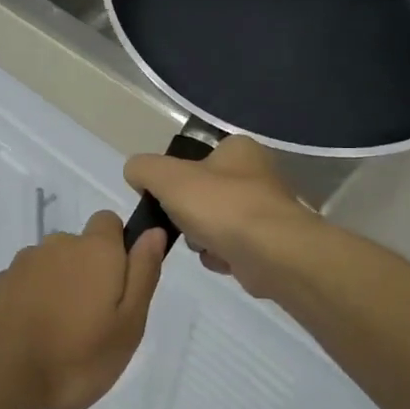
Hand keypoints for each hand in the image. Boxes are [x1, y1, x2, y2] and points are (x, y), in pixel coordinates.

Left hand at [0, 212, 166, 408]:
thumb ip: (143, 274)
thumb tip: (153, 232)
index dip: (116, 247)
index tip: (117, 285)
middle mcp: (57, 246)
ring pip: (49, 268)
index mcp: (94, 250)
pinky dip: (29, 303)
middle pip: (78, 247)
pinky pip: (23, 286)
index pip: (108, 222)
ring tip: (57, 336)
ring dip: (56, 289)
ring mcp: (21, 264)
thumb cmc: (75, 355)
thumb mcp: (128, 324)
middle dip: (86, 274)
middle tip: (90, 322)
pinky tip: (28, 338)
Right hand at [124, 137, 311, 297]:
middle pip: (203, 193)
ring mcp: (266, 210)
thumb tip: (136, 173)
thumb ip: (143, 169)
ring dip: (201, 237)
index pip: (196, 158)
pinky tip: (220, 260)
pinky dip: (220, 255)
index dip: (175, 178)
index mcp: (238, 149)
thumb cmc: (221, 206)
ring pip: (215, 222)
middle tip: (182, 223)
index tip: (164, 198)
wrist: (273, 254)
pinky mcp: (270, 243)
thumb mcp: (167, 177)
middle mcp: (257, 175)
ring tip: (203, 244)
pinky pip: (231, 247)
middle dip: (187, 213)